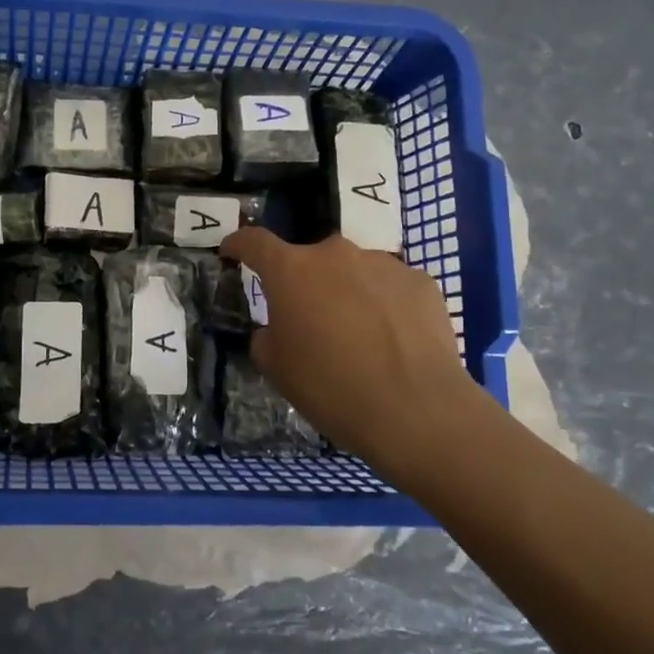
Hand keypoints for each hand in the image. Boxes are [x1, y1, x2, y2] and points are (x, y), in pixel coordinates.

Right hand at [220, 228, 487, 466]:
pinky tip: (396, 341)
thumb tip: (279, 328)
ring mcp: (383, 264)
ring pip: (355, 272)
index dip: (239, 244)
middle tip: (312, 321)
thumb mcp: (277, 369)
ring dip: (349, 293)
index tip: (232, 251)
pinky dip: (387, 306)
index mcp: (292, 271)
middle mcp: (335, 255)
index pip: (255, 242)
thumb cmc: (331, 388)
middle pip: (311, 260)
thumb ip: (268, 336)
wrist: (416, 411)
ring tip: (361, 337)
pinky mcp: (422, 282)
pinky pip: (393, 288)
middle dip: (306, 283)